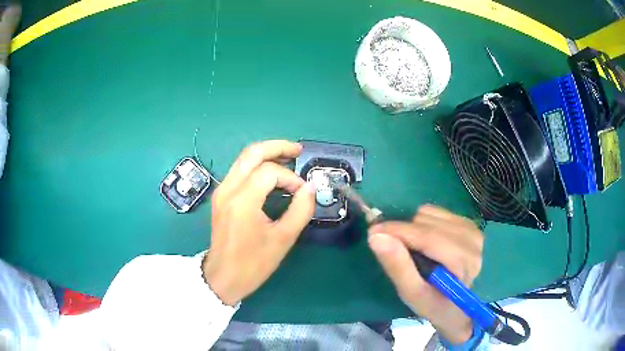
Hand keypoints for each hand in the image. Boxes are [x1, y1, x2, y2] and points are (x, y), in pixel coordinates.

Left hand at [202, 140, 315, 305]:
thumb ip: (300, 210)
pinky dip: (257, 166)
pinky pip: (239, 170)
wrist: (223, 277)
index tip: (302, 193)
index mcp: (242, 201)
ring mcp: (222, 191)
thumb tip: (310, 188)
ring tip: (288, 158)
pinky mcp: (221, 196)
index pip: (270, 172)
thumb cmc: (253, 263)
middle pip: (252, 153)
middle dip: (277, 147)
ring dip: (267, 154)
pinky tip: (272, 173)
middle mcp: (228, 189)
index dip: (291, 178)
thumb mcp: (283, 239)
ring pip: (243, 159)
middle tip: (298, 150)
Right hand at [368, 205, 483, 343]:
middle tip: (391, 248)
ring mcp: (472, 228)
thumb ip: (397, 267)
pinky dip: (422, 224)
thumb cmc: (435, 305)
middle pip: (427, 222)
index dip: (398, 231)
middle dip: (404, 232)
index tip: (372, 232)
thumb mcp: (413, 294)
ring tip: (412, 250)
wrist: (459, 307)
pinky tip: (425, 242)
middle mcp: (472, 240)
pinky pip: (436, 212)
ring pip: (430, 213)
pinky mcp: (468, 223)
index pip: (429, 237)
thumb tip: (376, 237)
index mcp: (463, 262)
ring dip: (413, 229)